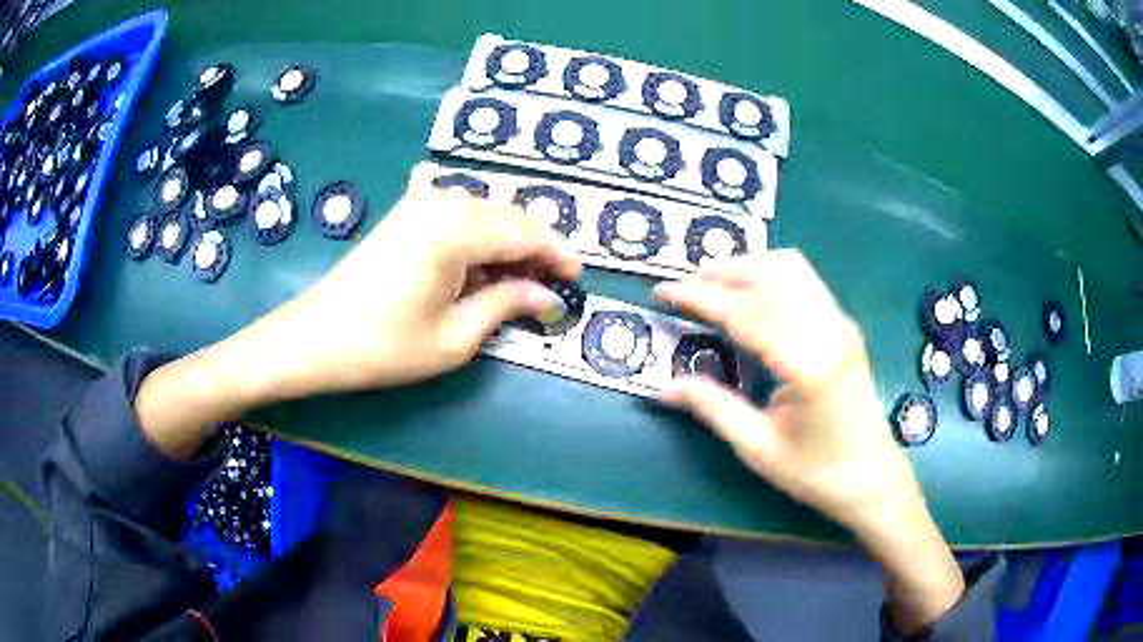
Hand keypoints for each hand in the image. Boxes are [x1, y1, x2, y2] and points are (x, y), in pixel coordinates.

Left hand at [252, 163, 580, 395]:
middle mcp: (445, 200)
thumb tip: (548, 295)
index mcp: (458, 227)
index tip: (578, 279)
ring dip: (509, 243)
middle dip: (536, 249)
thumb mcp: (456, 336)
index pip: (528, 232)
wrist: (316, 337)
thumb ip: (508, 303)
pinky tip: (483, 267)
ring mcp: (422, 202)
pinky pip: (461, 215)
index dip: (559, 255)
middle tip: (550, 287)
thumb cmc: (385, 345)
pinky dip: (481, 239)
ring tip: (520, 283)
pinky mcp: (408, 213)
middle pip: (510, 216)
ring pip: (487, 213)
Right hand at [654, 250, 909, 529]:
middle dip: (721, 273)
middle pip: (769, 277)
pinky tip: (750, 290)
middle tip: (682, 285)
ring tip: (711, 280)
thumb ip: (712, 408)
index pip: (746, 312)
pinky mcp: (843, 325)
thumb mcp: (758, 448)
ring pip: (791, 268)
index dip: (701, 297)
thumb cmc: (816, 472)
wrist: (871, 476)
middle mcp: (829, 330)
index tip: (663, 291)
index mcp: (808, 364)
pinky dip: (770, 273)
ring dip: (747, 266)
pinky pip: (805, 281)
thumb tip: (665, 388)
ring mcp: (840, 323)